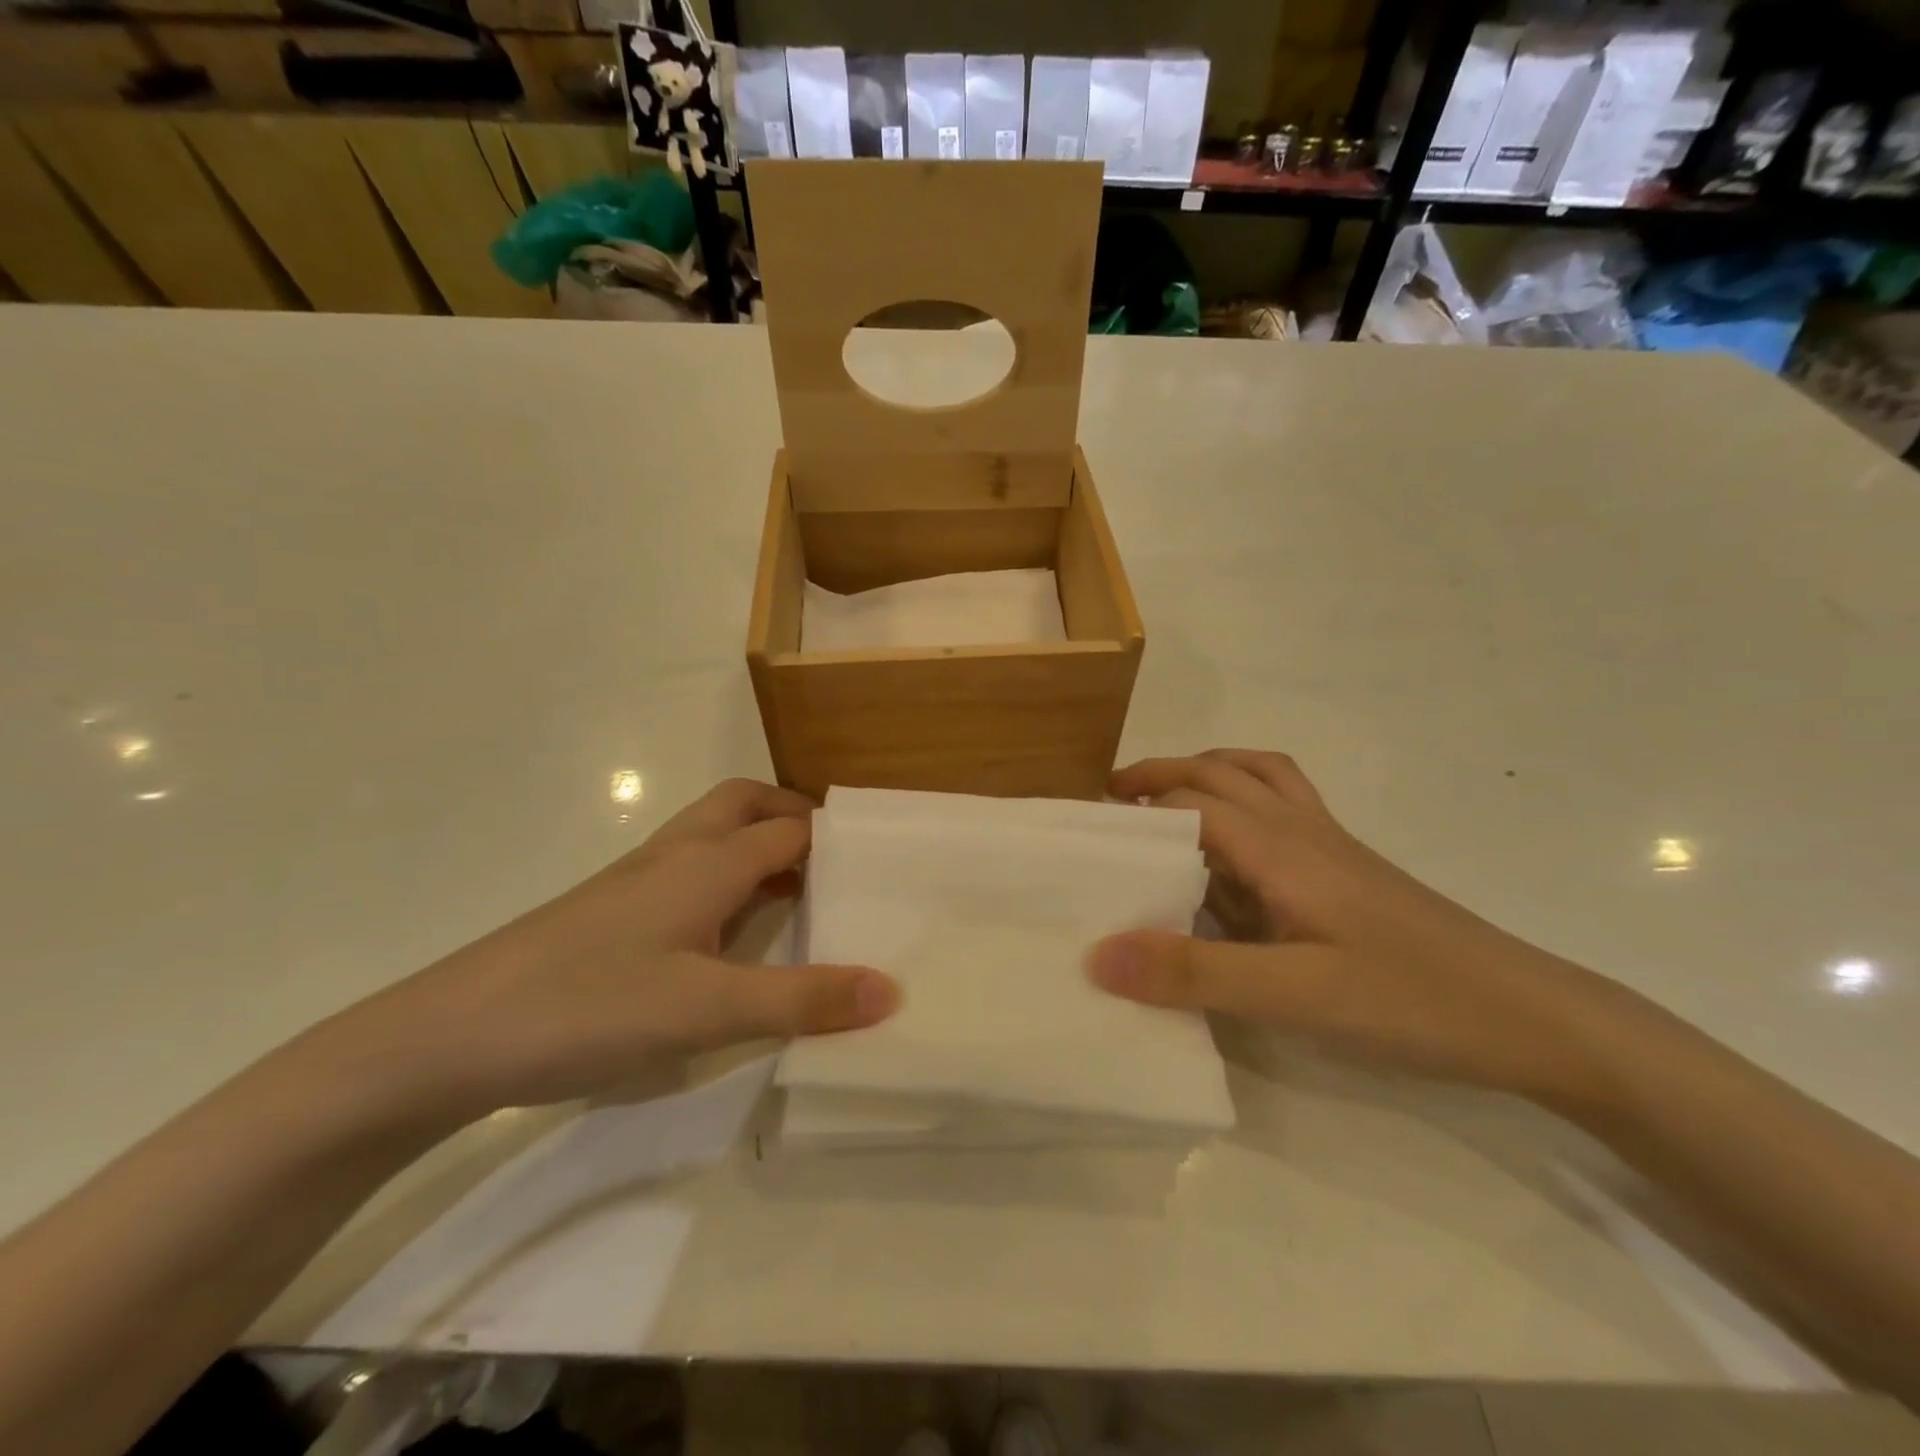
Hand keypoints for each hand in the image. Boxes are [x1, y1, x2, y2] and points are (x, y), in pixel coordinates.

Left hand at [317, 779, 898, 1123]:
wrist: (450, 1035)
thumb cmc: (591, 1005)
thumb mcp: (709, 1010)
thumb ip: (803, 999)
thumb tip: (893, 988)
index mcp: (707, 862)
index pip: (790, 829)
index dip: (837, 836)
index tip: (881, 857)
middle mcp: (674, 855)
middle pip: (744, 805)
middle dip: (792, 816)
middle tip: (834, 857)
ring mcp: (635, 881)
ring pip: (711, 835)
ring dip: (757, 843)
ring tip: (795, 890)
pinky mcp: (609, 911)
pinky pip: (686, 870)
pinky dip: (723, 875)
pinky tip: (724, 929)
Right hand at [1085, 750, 1628, 1105]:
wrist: (1531, 1016)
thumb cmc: (1410, 999)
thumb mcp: (1293, 995)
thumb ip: (1193, 973)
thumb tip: (1096, 953)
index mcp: (1279, 845)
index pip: (1189, 801)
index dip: (1134, 808)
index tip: (1086, 830)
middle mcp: (1301, 830)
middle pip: (1221, 771)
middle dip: (1162, 776)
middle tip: (1111, 805)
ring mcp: (1330, 847)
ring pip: (1259, 779)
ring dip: (1206, 776)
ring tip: (1165, 806)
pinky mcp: (1348, 872)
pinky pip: (1285, 811)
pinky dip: (1245, 804)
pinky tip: (1234, 858)